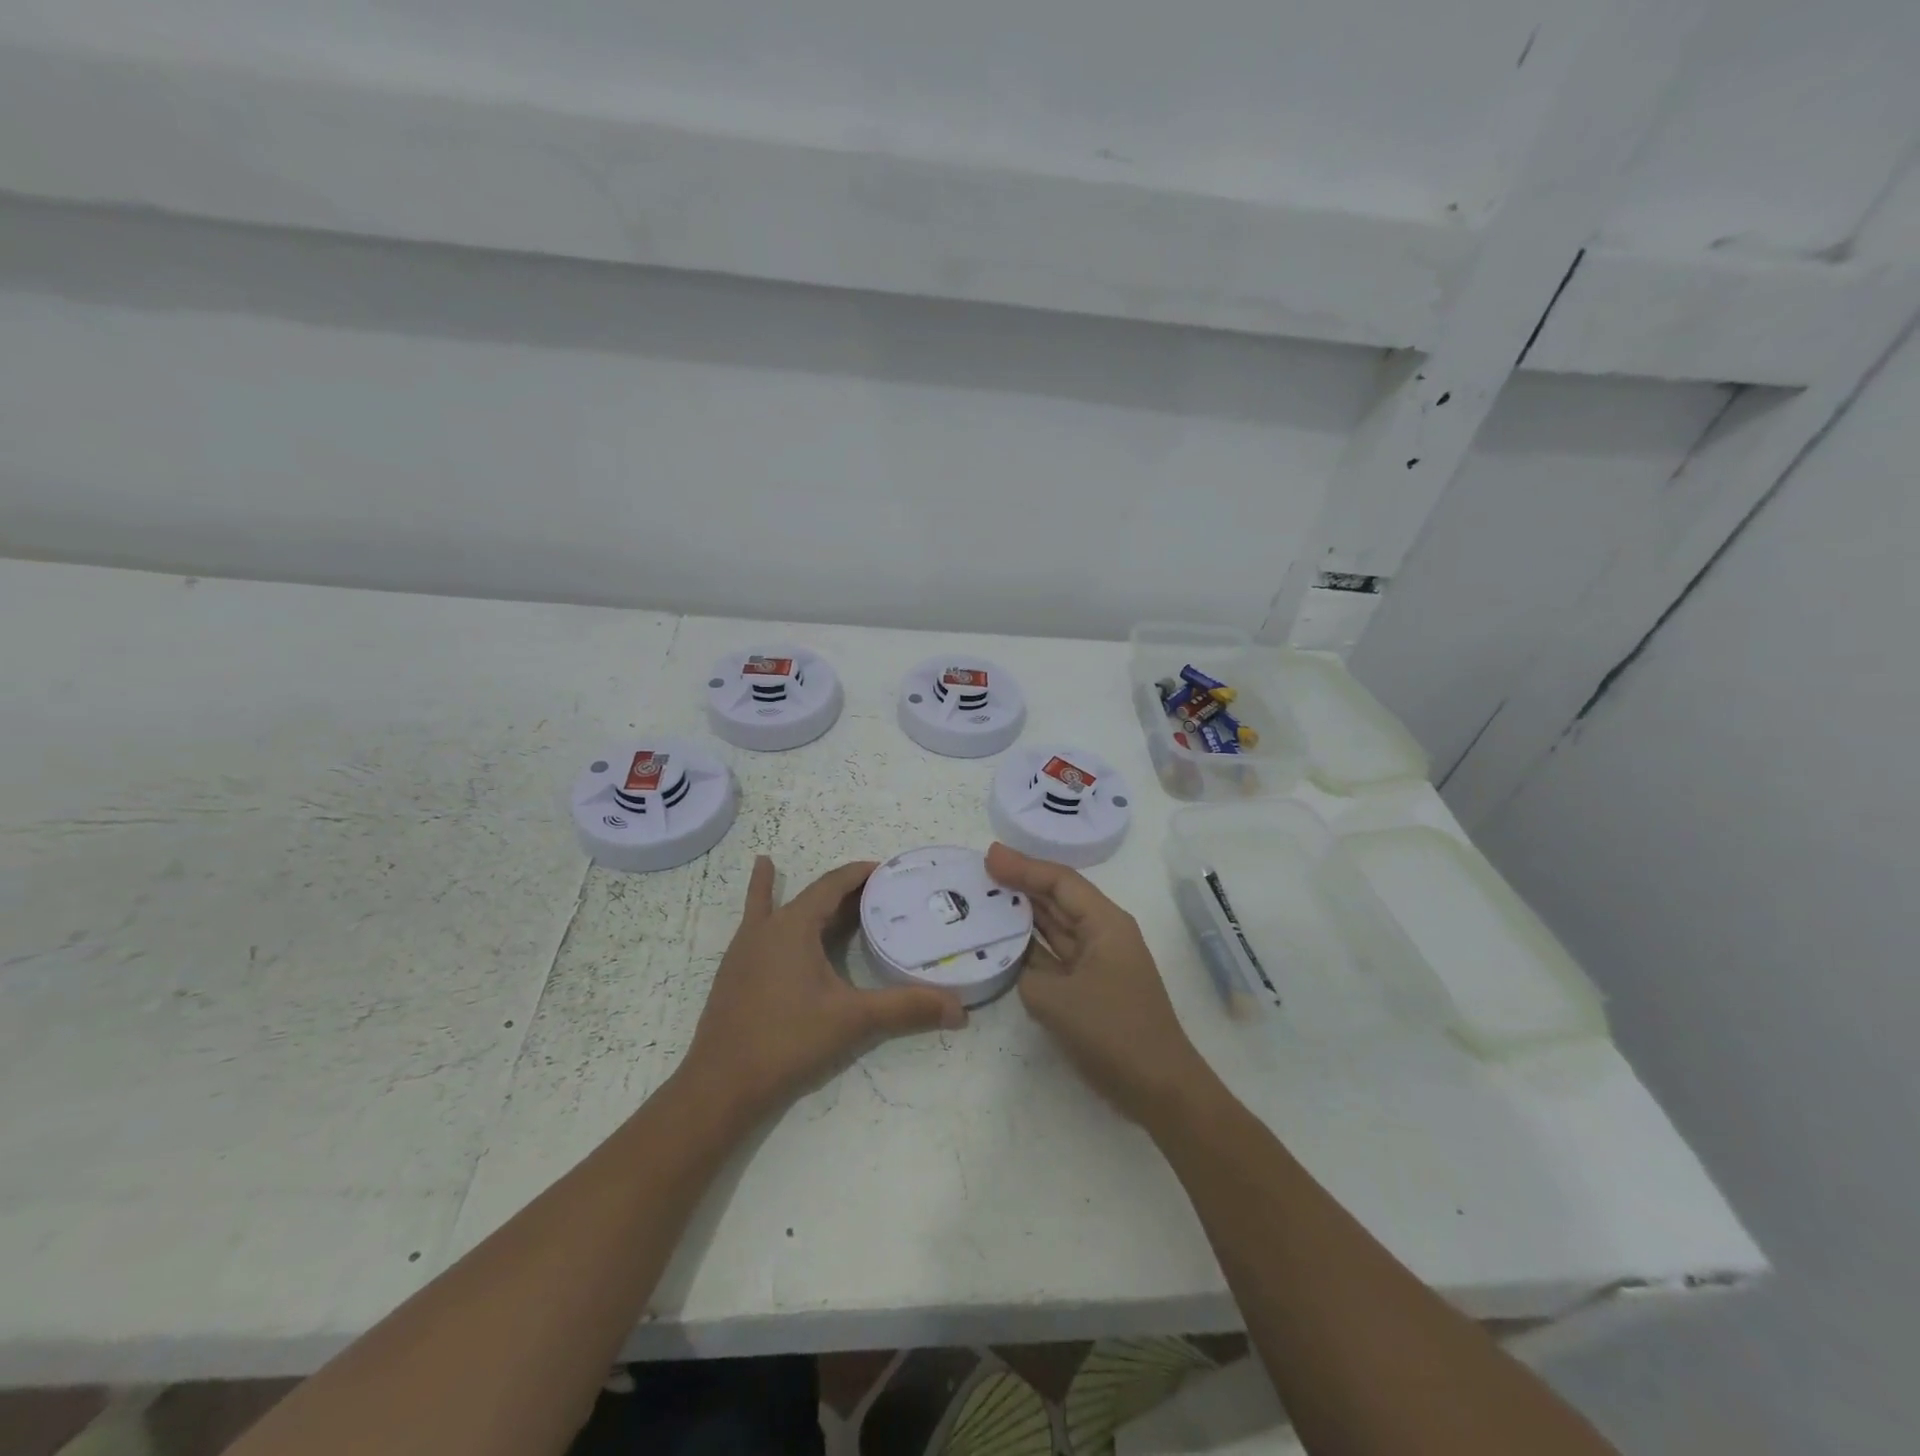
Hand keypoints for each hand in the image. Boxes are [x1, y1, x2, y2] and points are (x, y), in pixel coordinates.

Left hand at [679, 856, 967, 1122]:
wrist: (720, 1085)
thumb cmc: (788, 1041)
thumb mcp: (853, 1020)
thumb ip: (906, 1009)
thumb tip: (960, 1010)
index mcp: (794, 926)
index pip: (833, 884)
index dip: (861, 874)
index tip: (888, 870)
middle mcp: (766, 928)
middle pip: (810, 895)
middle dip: (843, 889)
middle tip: (875, 889)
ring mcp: (745, 949)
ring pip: (777, 908)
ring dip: (800, 896)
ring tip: (784, 865)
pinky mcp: (735, 972)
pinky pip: (753, 926)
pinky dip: (758, 905)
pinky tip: (757, 906)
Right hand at [987, 843, 1211, 1126]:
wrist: (1158, 1089)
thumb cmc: (1113, 1032)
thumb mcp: (1056, 999)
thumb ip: (1026, 973)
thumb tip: (1020, 965)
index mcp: (1105, 923)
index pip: (1060, 882)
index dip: (1023, 866)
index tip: (988, 856)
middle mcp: (1102, 934)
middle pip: (1057, 898)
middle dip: (1020, 884)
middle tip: (978, 873)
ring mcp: (1096, 962)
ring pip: (1053, 927)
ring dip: (1021, 914)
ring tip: (983, 899)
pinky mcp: (1088, 988)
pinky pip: (1053, 957)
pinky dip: (1028, 948)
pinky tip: (1000, 943)